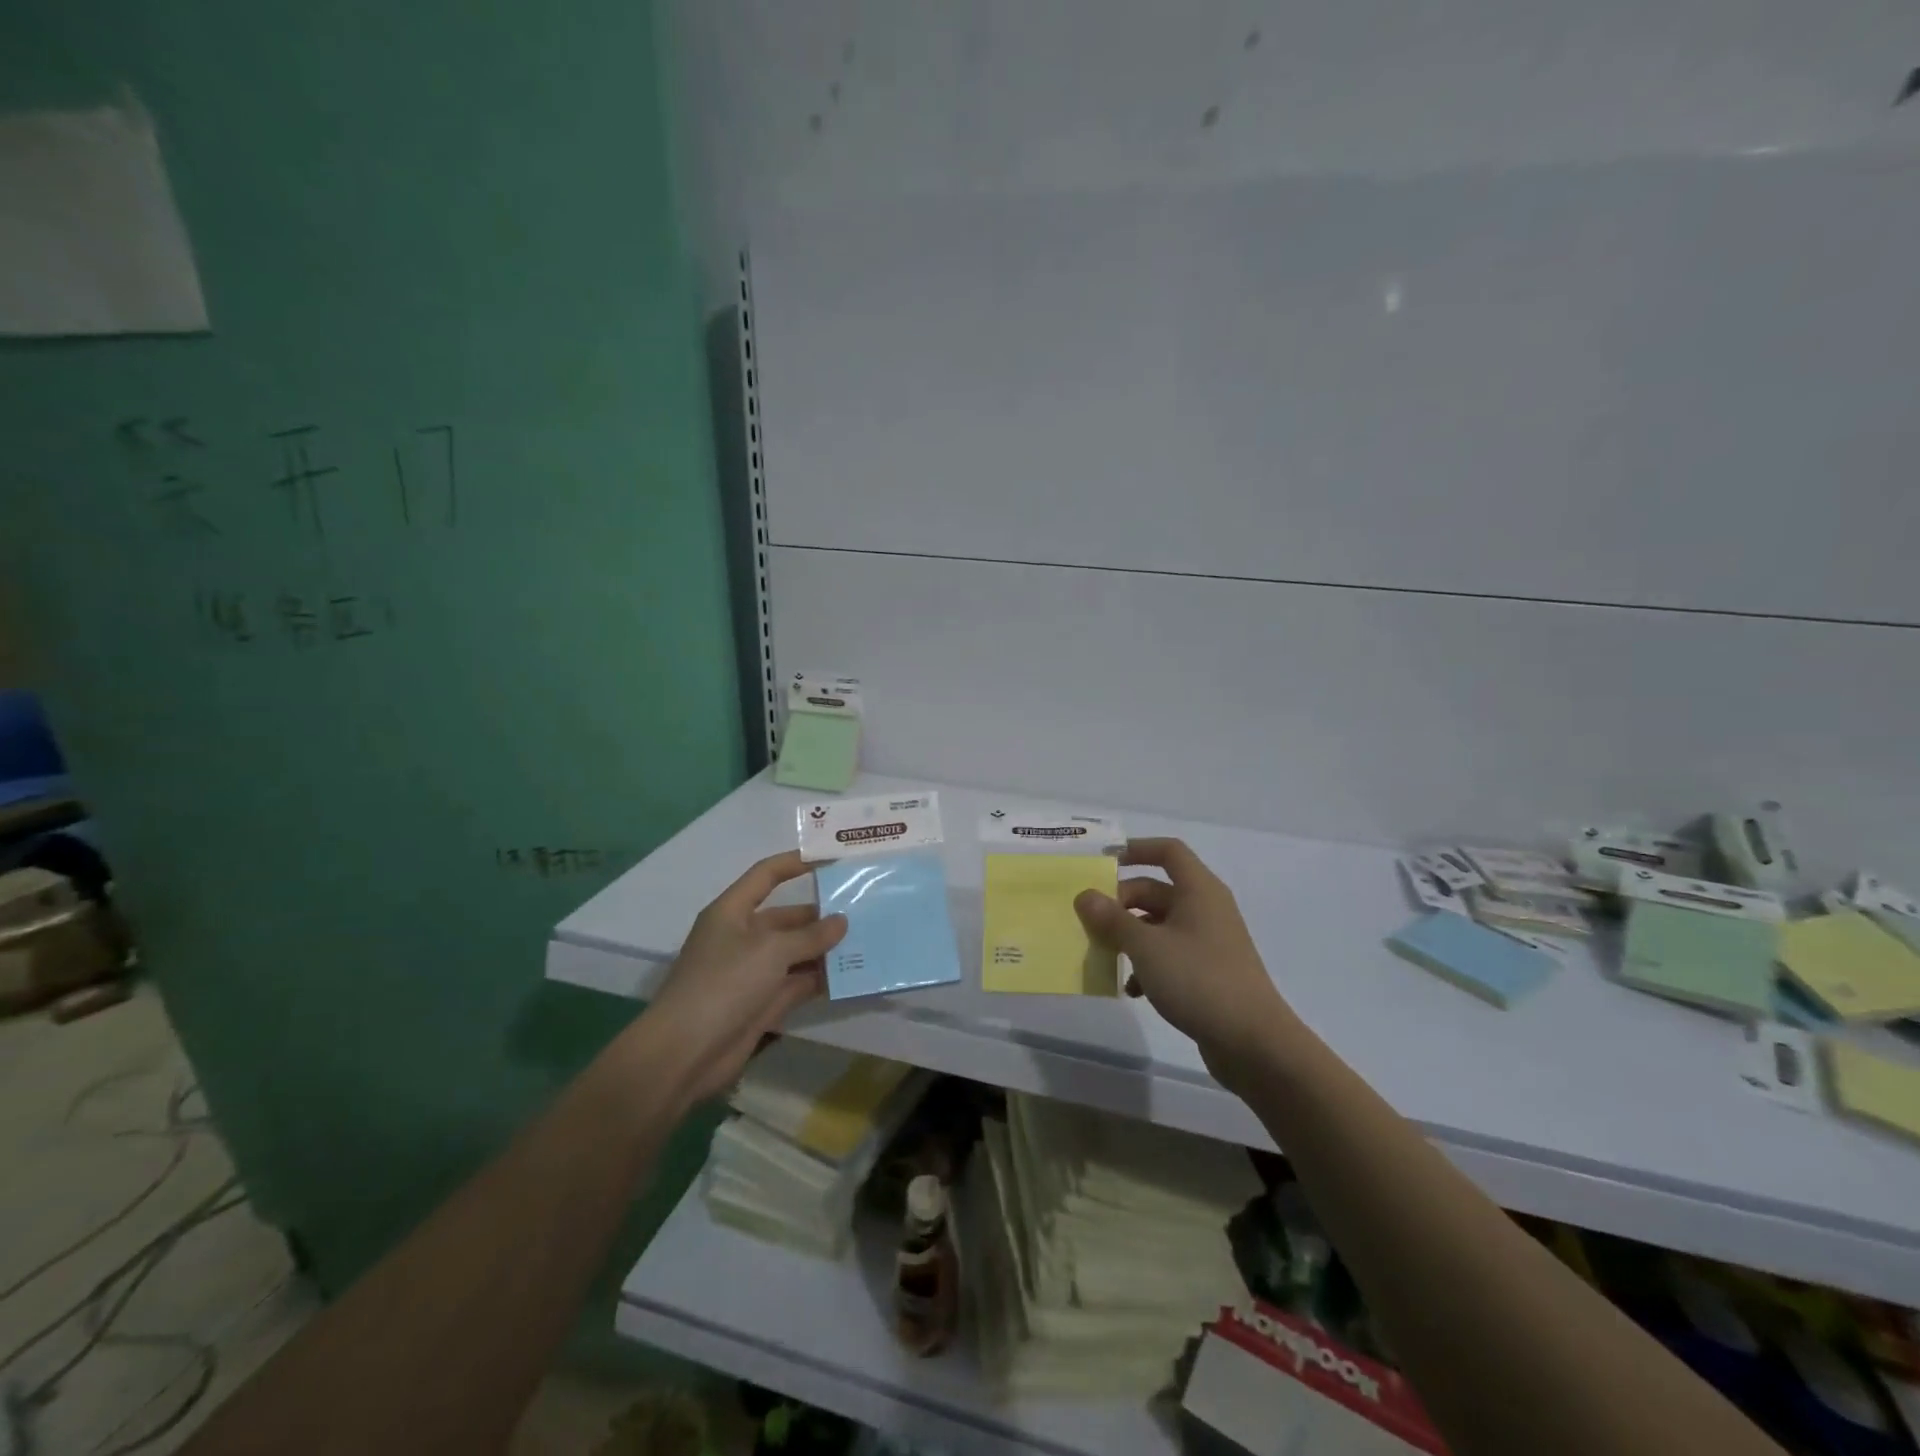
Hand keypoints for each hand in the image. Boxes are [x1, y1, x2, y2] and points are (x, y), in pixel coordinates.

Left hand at [644, 851, 846, 1104]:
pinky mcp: (763, 1003)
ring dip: (826, 948)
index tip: (831, 860)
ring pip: (796, 951)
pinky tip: (852, 974)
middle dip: (822, 914)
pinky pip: (799, 983)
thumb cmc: (724, 984)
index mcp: (732, 912)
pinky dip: (822, 979)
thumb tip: (842, 922)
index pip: (766, 875)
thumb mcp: (770, 951)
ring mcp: (753, 972)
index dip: (796, 863)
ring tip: (867, 940)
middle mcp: (742, 937)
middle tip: (863, 910)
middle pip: (787, 917)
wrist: (685, 1053)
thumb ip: (810, 935)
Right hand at [1074, 837, 1298, 1085]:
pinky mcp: (1208, 971)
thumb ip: (1112, 919)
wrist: (1254, 1042)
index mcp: (1198, 890)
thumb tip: (1085, 896)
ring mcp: (1209, 941)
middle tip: (1092, 922)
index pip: (1168, 851)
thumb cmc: (1199, 979)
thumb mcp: (1146, 946)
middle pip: (1157, 890)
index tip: (1103, 862)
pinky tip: (1132, 989)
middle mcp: (1206, 908)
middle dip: (1121, 903)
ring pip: (1160, 924)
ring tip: (1105, 955)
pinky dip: (1148, 964)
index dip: (1136, 849)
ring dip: (1130, 936)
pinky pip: (1170, 954)